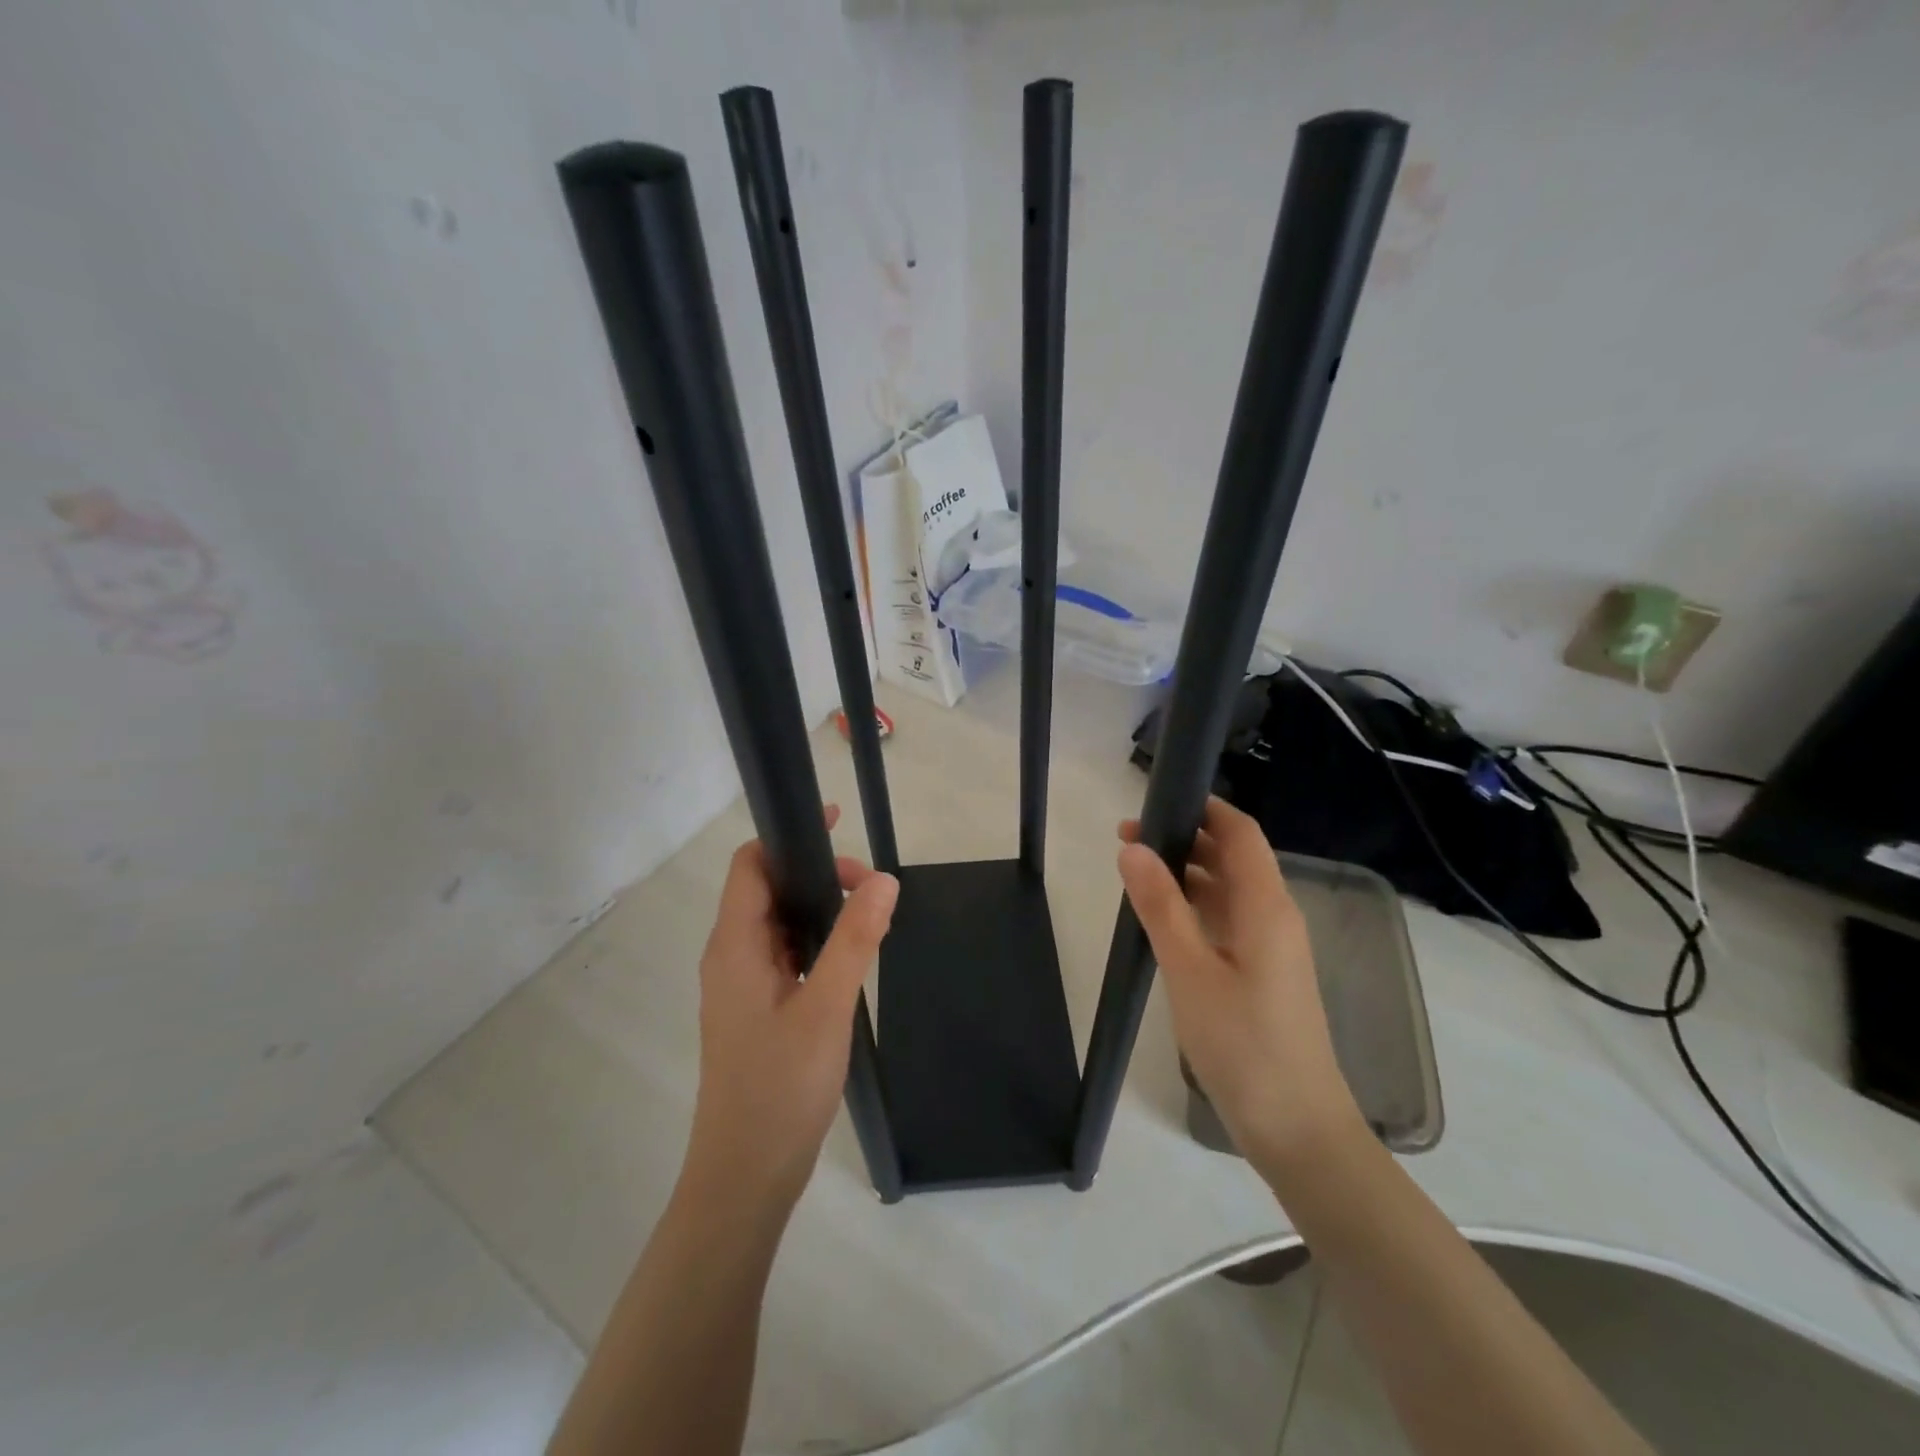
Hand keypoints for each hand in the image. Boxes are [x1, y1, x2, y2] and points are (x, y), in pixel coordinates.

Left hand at [684, 805, 898, 1211]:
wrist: (746, 1175)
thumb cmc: (780, 1086)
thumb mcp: (827, 1007)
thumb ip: (855, 939)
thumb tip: (884, 879)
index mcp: (734, 945)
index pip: (750, 865)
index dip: (790, 837)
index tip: (838, 827)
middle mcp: (730, 956)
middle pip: (767, 889)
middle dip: (817, 875)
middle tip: (870, 889)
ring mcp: (742, 985)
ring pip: (779, 924)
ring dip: (819, 910)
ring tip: (868, 919)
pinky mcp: (757, 1009)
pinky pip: (785, 956)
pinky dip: (816, 942)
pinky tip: (850, 959)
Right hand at [1118, 797, 1365, 1182]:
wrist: (1297, 1129)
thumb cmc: (1243, 1044)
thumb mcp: (1190, 971)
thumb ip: (1161, 905)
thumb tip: (1133, 847)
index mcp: (1266, 906)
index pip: (1240, 832)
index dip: (1203, 808)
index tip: (1153, 802)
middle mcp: (1275, 916)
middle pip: (1233, 857)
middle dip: (1183, 839)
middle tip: (1125, 840)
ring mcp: (1271, 947)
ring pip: (1228, 890)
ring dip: (1186, 874)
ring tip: (1134, 872)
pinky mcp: (1262, 973)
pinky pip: (1228, 921)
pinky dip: (1195, 907)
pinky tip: (1162, 918)